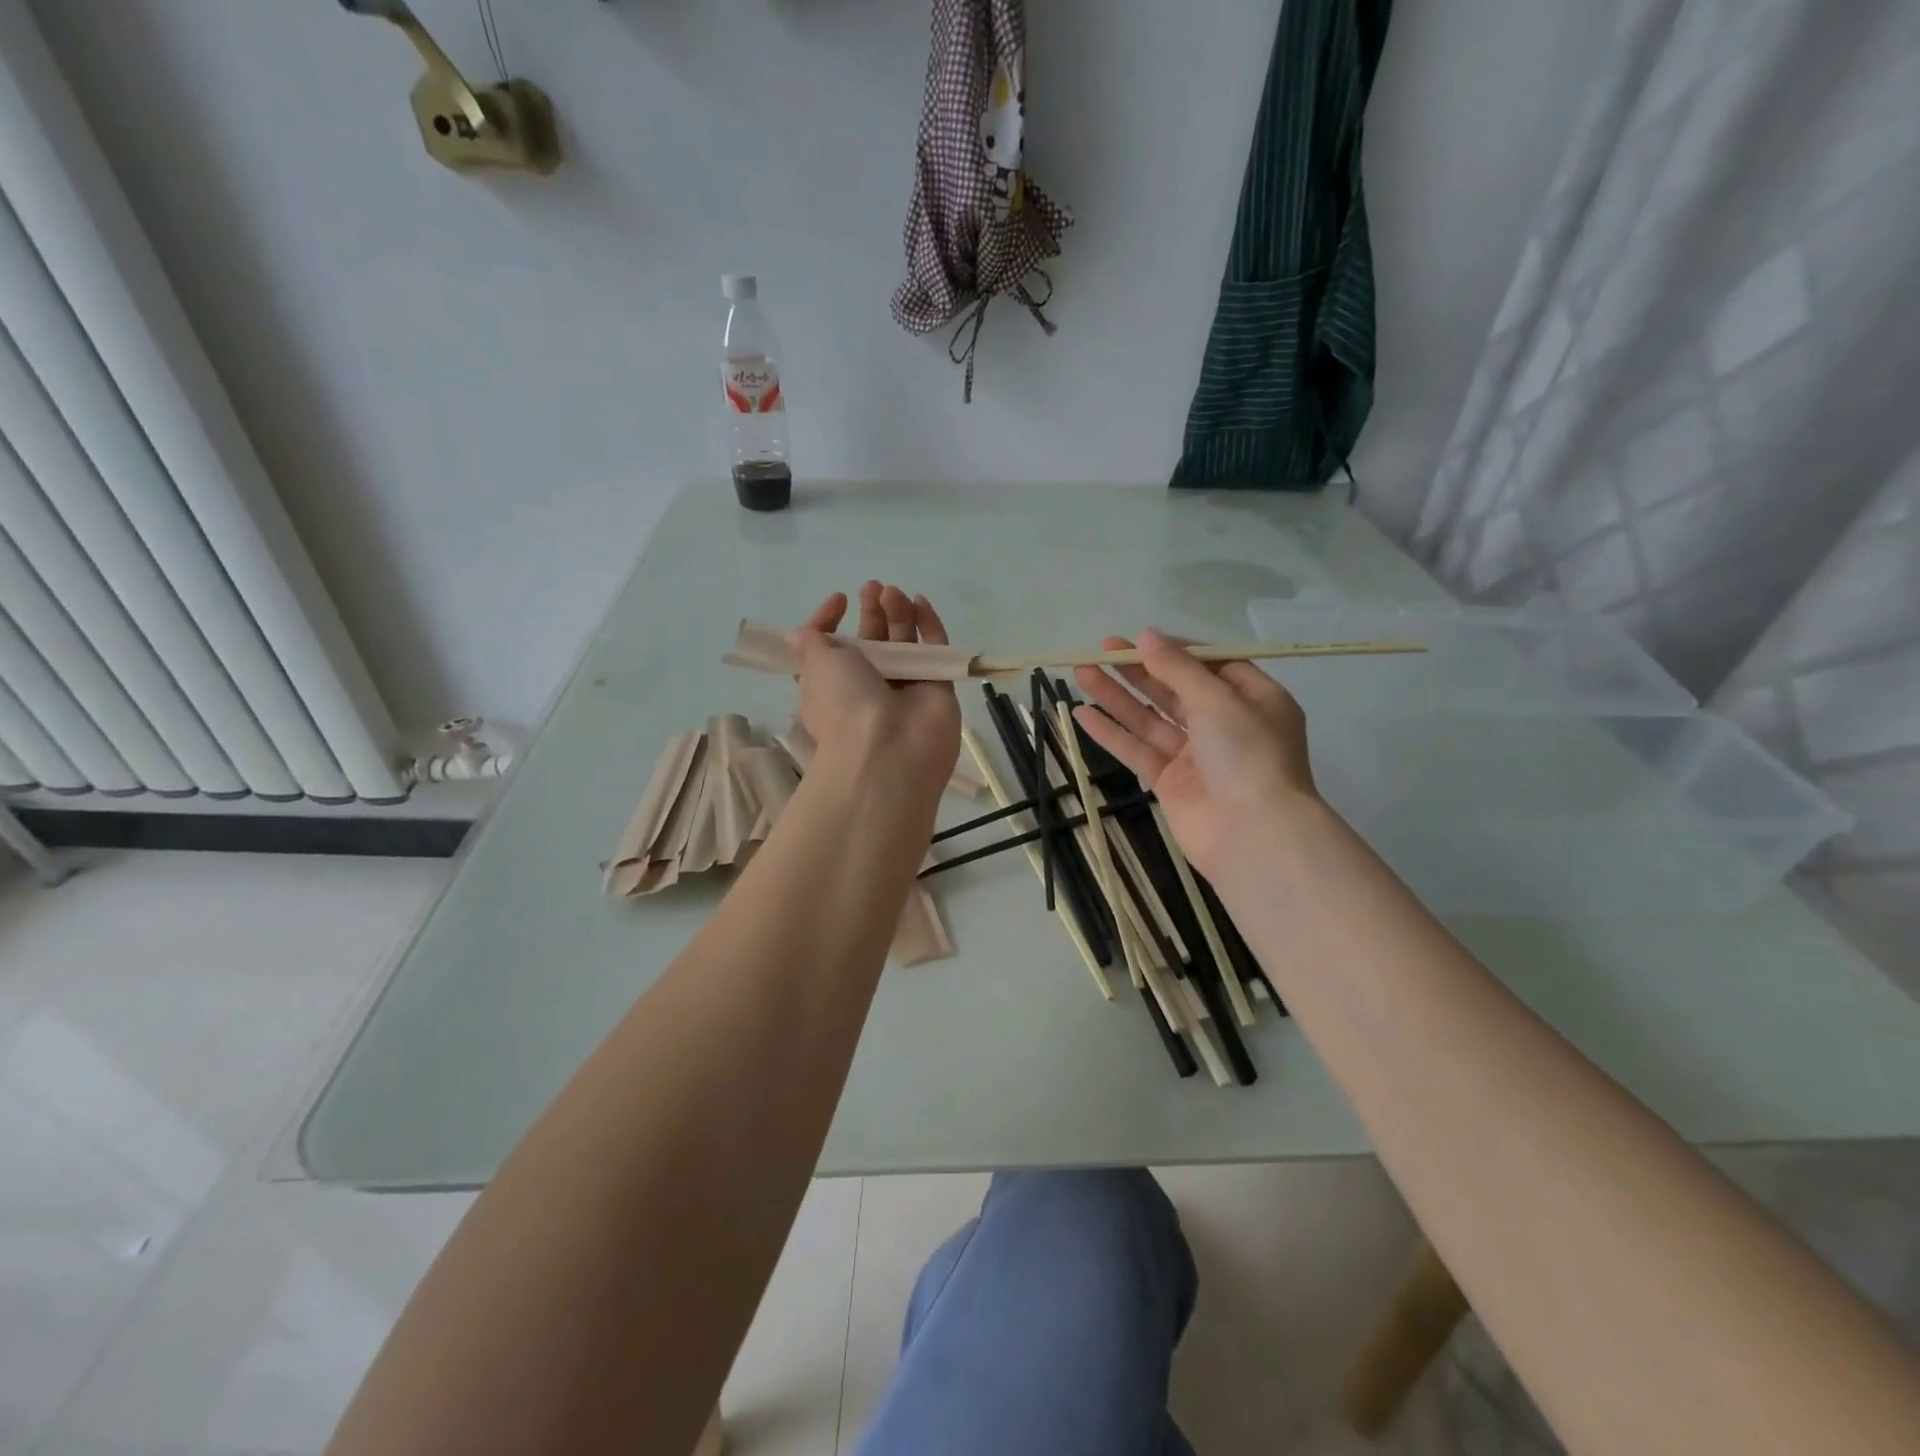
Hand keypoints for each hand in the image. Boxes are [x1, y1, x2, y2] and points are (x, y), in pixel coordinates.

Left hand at [789, 582, 961, 793]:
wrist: (890, 752)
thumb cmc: (844, 705)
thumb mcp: (815, 666)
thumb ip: (812, 642)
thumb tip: (801, 632)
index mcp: (832, 685)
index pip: (831, 649)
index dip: (831, 622)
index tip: (839, 600)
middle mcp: (868, 687)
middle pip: (872, 642)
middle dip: (872, 613)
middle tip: (873, 588)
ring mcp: (906, 688)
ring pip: (904, 643)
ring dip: (898, 614)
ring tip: (894, 593)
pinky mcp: (937, 689)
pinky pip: (935, 651)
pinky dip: (929, 626)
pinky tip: (921, 602)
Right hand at [1072, 630, 1318, 881]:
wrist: (1253, 836)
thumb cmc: (1247, 755)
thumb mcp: (1217, 700)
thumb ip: (1178, 668)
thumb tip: (1147, 636)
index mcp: (1254, 700)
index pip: (1213, 664)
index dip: (1176, 650)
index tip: (1141, 640)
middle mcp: (1226, 725)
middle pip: (1176, 690)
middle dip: (1139, 670)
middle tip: (1100, 649)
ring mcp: (1197, 757)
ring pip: (1151, 719)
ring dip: (1117, 696)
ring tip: (1082, 672)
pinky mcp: (1171, 784)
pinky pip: (1138, 750)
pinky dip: (1111, 733)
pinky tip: (1081, 714)